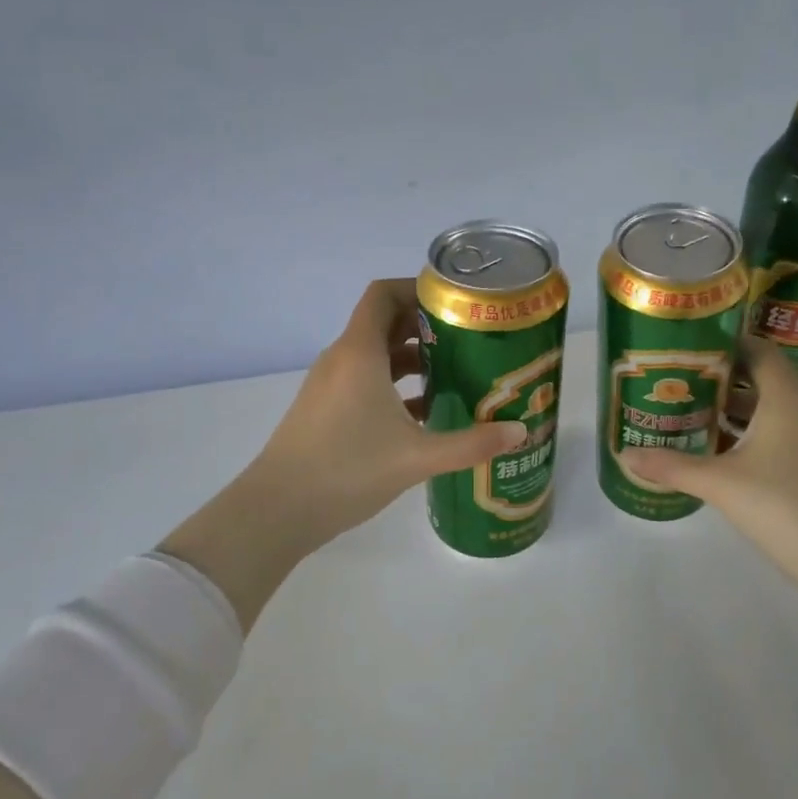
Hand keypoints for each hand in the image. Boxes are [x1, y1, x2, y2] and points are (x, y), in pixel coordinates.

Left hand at [160, 280, 528, 626]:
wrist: (277, 510)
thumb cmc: (346, 470)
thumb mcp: (417, 457)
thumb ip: (471, 444)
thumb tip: (521, 432)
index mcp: (359, 352)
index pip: (383, 293)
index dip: (417, 288)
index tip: (455, 302)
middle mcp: (342, 358)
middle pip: (384, 321)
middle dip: (425, 325)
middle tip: (468, 337)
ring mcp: (330, 384)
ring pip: (375, 353)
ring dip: (412, 356)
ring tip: (453, 370)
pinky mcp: (326, 408)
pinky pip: (365, 378)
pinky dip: (394, 383)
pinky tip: (424, 410)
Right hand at [622, 336, 797, 582]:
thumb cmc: (783, 506)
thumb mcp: (720, 484)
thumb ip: (672, 466)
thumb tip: (626, 455)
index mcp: (785, 400)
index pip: (760, 351)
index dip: (727, 342)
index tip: (691, 345)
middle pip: (761, 378)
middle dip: (720, 376)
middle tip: (678, 378)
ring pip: (768, 409)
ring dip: (732, 407)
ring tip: (690, 410)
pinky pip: (776, 433)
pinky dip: (747, 432)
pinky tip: (718, 450)